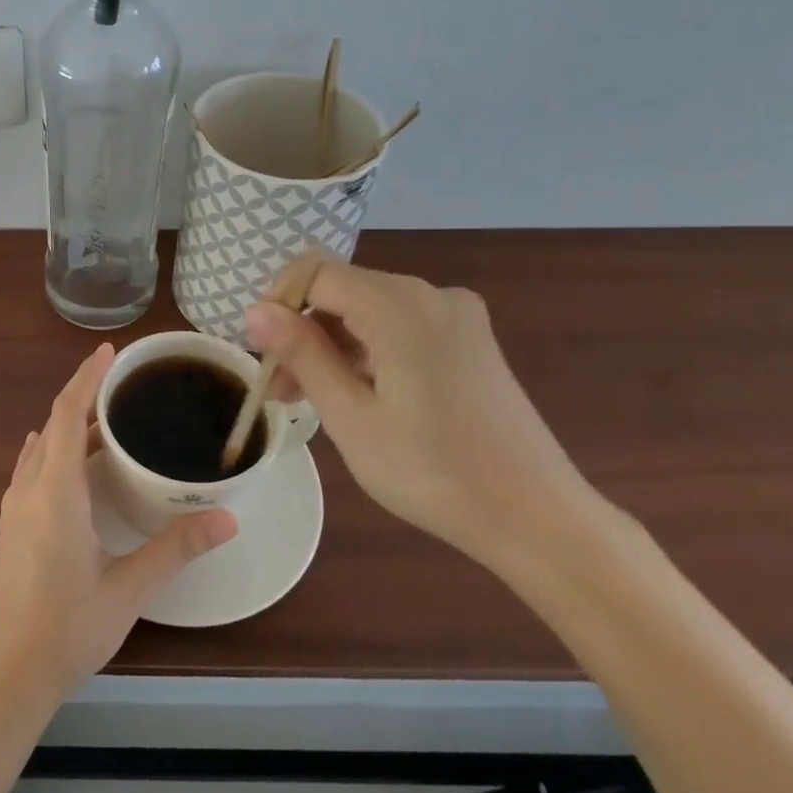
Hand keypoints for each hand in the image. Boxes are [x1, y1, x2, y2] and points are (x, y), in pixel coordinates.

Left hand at [0, 343, 237, 708]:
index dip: (87, 378)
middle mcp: (29, 489)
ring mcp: (15, 507)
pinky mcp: (12, 525)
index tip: (109, 352)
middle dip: (85, 397)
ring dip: (71, 426)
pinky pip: (34, 468)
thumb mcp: (128, 589)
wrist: (7, 675)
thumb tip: (226, 519)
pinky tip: (73, 461)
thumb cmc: (67, 629)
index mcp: (55, 492)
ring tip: (109, 419)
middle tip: (124, 384)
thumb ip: (176, 549)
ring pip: (43, 448)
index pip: (68, 415)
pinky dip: (56, 450)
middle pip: (55, 425)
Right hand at [244, 261, 604, 571]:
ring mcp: (455, 317)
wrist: (537, 519)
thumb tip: (254, 310)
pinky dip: (365, 353)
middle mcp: (430, 294)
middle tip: (277, 389)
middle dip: (300, 331)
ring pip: (367, 312)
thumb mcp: (351, 416)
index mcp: (400, 305)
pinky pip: (398, 328)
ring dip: (330, 346)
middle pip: (341, 291)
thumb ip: (302, 354)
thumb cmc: (433, 471)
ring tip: (305, 399)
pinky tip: (353, 395)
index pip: (314, 273)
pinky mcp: (468, 341)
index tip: (259, 353)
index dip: (277, 304)